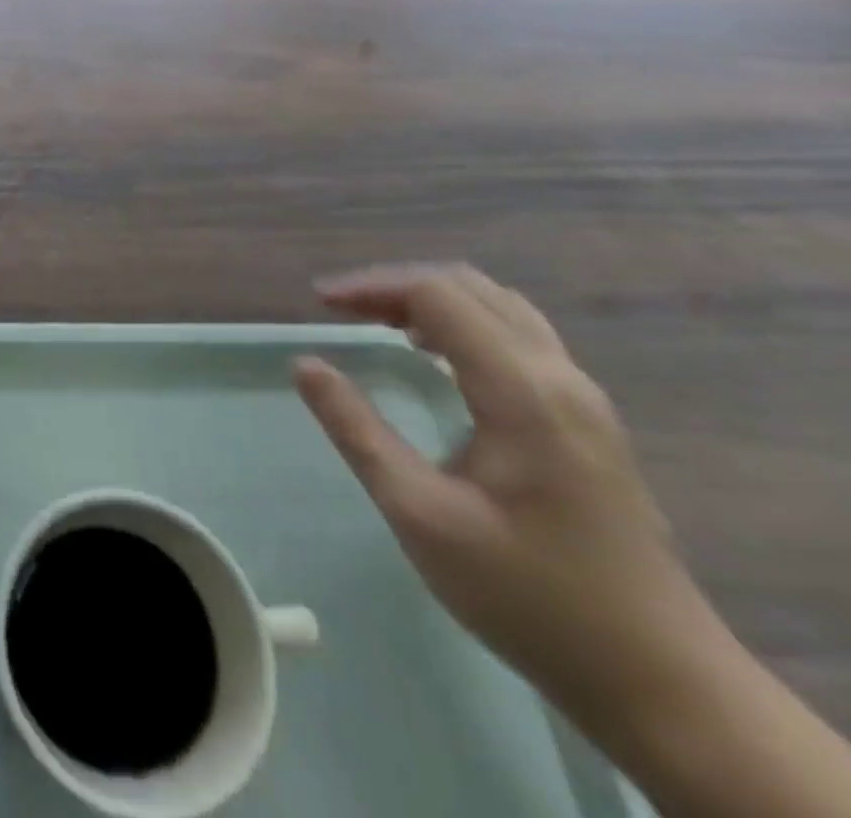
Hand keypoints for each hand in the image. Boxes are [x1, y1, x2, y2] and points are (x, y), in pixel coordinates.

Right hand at [295, 265, 711, 724]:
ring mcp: (583, 399)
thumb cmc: (527, 594)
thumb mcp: (419, 513)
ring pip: (500, 308)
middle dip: (397, 285)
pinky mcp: (589, 421)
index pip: (438, 295)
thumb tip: (305, 364)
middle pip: (471, 289)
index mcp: (522, 392)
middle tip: (341, 308)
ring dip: (433, 300)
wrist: (662, 682)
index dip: (372, 287)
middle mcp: (560, 378)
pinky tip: (433, 355)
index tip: (318, 303)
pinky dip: (464, 323)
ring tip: (378, 321)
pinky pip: (519, 337)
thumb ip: (357, 430)